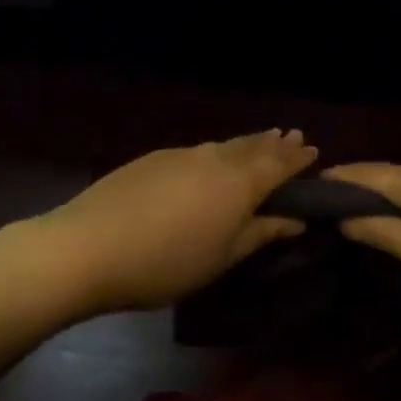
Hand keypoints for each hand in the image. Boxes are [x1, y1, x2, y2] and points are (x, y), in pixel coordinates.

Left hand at [0, 131, 316, 315]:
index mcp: (239, 184)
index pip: (278, 164)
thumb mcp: (221, 258)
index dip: (297, 158)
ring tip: (261, 141)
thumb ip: (261, 234)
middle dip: (274, 144)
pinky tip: (213, 159)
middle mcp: (216, 159)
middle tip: (292, 136)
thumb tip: (296, 219)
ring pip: (225, 145)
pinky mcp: (154, 158)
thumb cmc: (165, 263)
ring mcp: (182, 155)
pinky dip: (218, 151)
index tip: (313, 150)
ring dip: (247, 143)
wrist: (87, 246)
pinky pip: (199, 150)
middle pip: (252, 147)